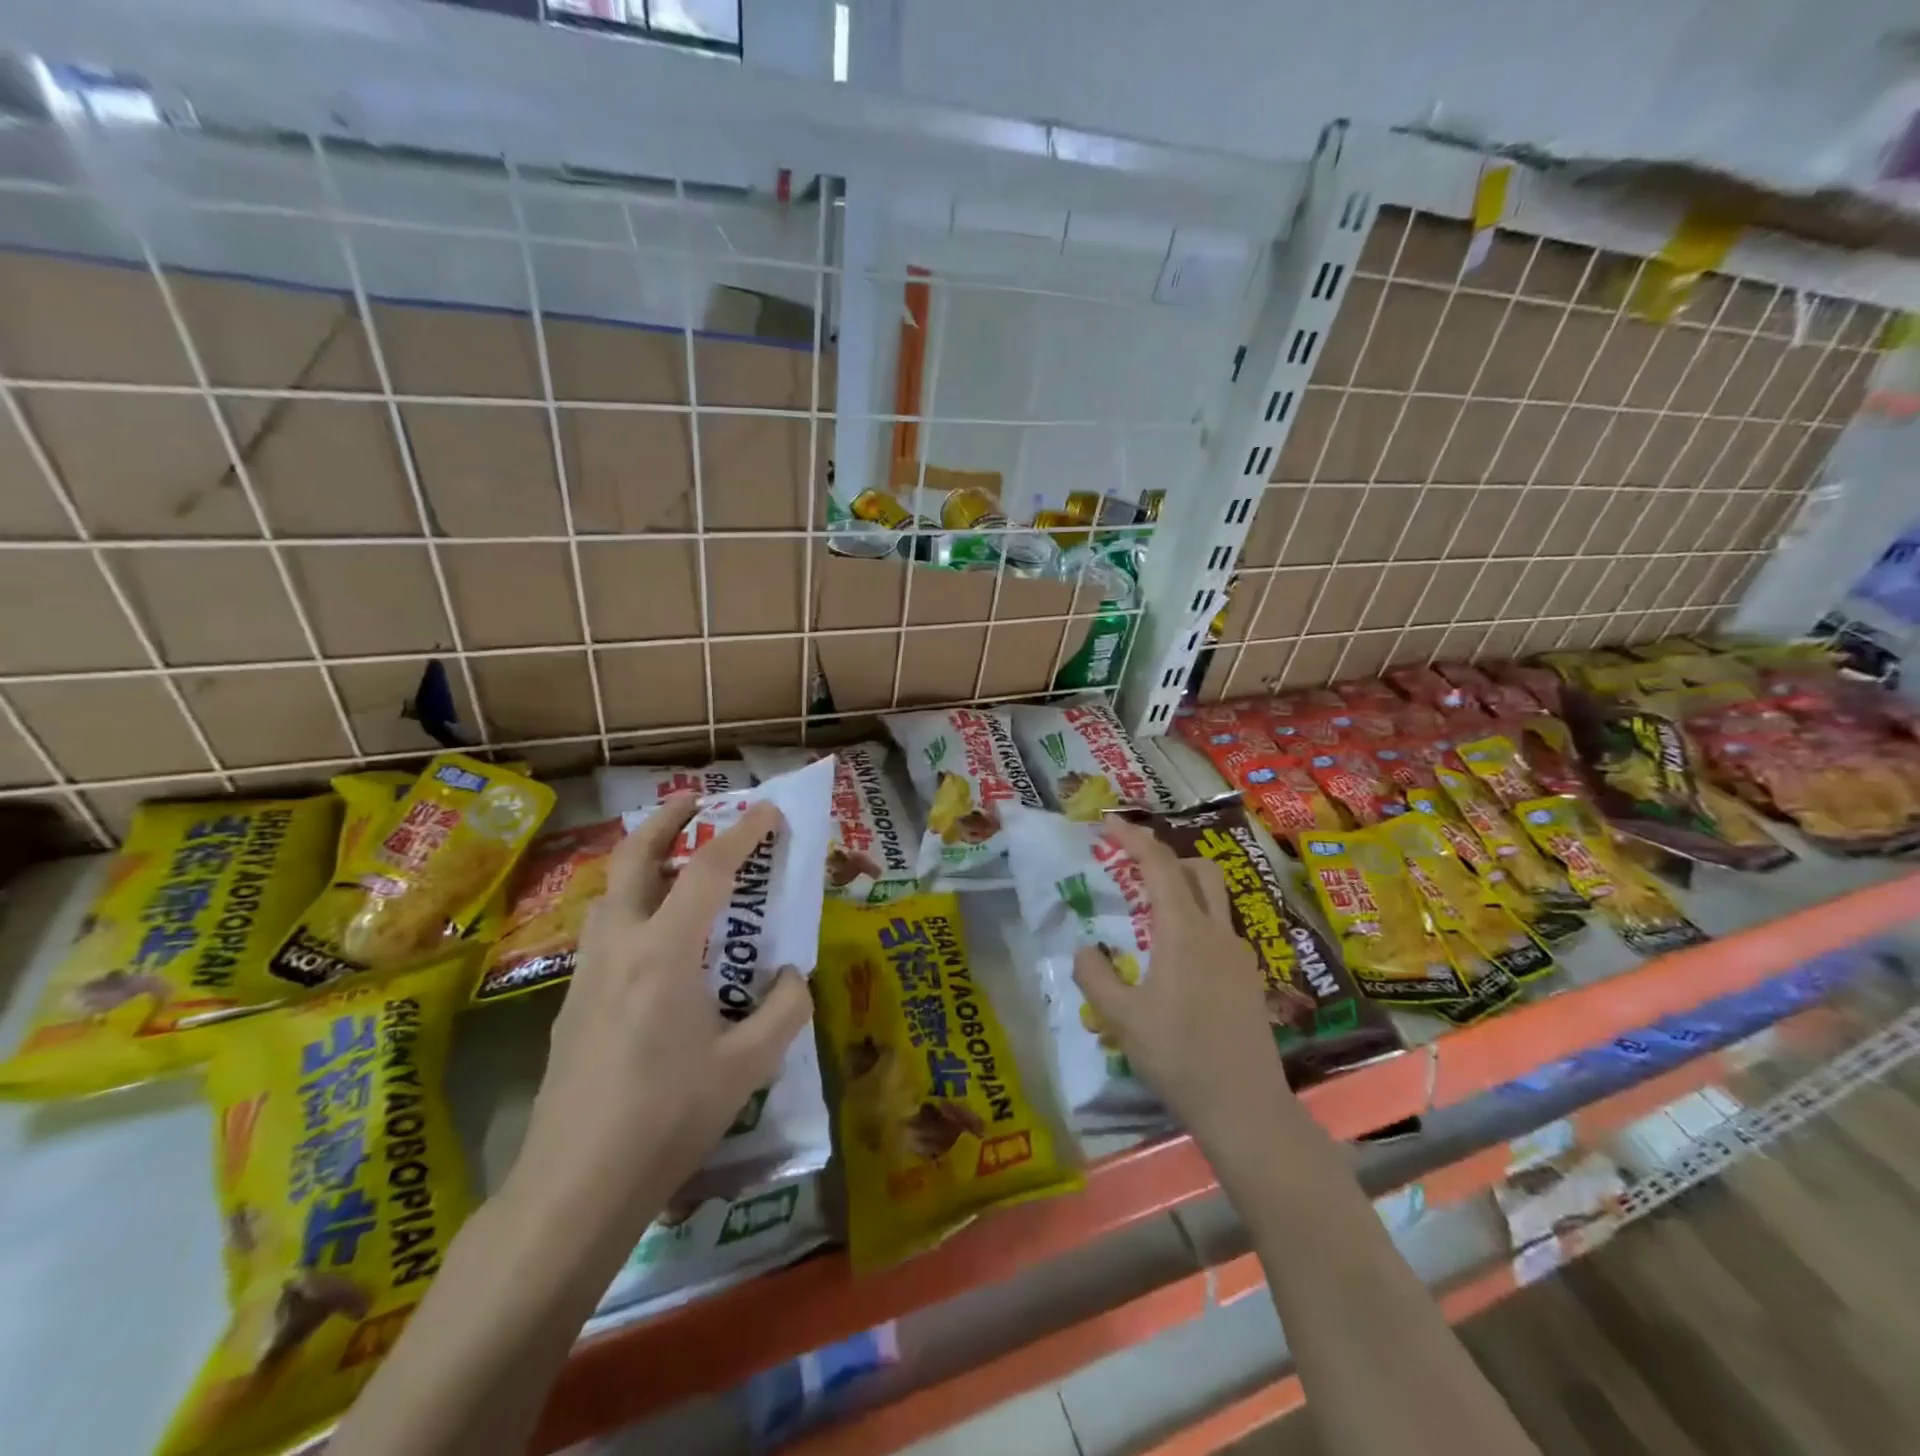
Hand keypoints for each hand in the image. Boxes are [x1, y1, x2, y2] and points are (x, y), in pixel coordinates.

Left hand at [505, 794, 813, 1241]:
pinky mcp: (570, 1002)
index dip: (743, 833)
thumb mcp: (747, 1067)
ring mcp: (586, 973)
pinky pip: (603, 930)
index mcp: (666, 954)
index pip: (708, 871)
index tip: (768, 811)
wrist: (572, 1188)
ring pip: (610, 892)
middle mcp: (620, 947)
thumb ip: (783, 1009)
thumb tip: (790, 976)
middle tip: (696, 802)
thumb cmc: (666, 1120)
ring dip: (643, 862)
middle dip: (667, 821)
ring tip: (675, 864)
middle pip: (635, 859)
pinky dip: (630, 905)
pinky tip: (653, 940)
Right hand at [1073, 819, 1291, 1149]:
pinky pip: (1218, 930)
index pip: (1160, 865)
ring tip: (1148, 910)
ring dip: (1182, 887)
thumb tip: (1084, 950)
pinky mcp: (1248, 978)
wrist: (1247, 1108)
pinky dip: (1194, 920)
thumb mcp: (1121, 1019)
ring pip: (1213, 899)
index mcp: (1184, 931)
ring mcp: (1238, 955)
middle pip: (1197, 871)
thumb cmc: (1179, 1057)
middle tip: (1130, 866)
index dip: (1133, 838)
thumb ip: (1095, 977)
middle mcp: (1216, 932)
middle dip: (1164, 857)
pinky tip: (1174, 956)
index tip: (1108, 825)